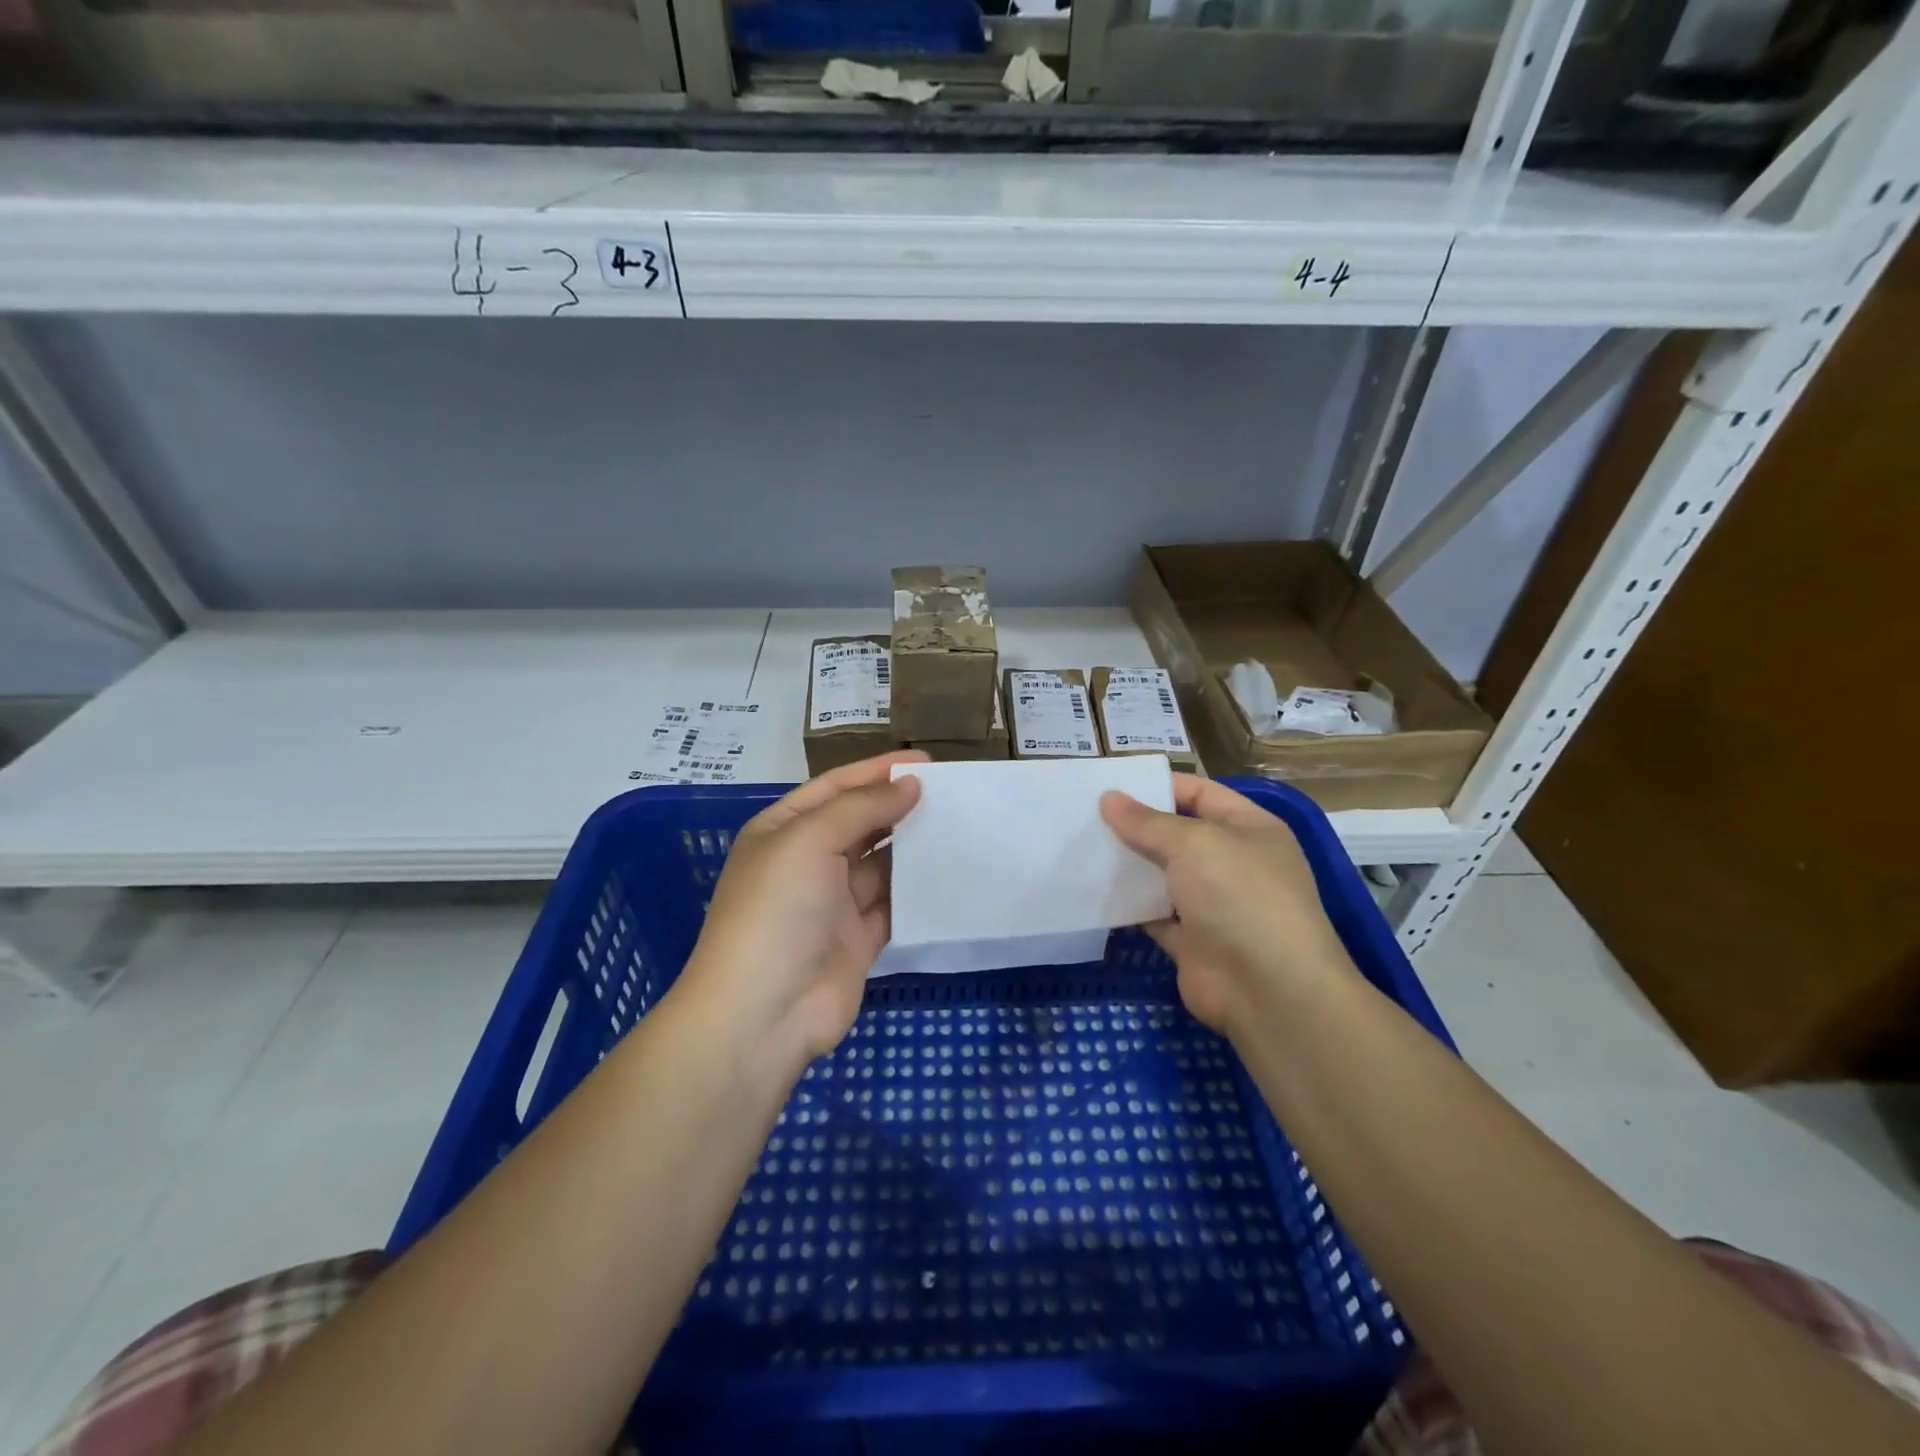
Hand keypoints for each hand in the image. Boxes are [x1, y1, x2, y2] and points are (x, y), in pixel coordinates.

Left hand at [680, 752, 925, 1070]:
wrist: (763, 1012)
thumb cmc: (778, 910)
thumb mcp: (810, 840)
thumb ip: (862, 808)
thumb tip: (910, 785)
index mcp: (783, 830)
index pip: (835, 788)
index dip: (877, 772)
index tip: (927, 763)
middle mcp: (806, 862)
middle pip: (860, 823)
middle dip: (899, 806)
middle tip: (951, 794)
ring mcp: (832, 903)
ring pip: (881, 864)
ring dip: (913, 846)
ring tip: (960, 825)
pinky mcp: (858, 939)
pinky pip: (894, 904)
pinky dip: (918, 889)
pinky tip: (951, 872)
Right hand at [1100, 774, 1353, 1036]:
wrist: (1267, 990)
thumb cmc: (1240, 897)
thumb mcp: (1194, 844)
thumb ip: (1147, 822)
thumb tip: (1109, 798)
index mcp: (1249, 828)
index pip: (1199, 793)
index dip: (1157, 785)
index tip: (1109, 784)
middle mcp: (1232, 862)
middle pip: (1176, 834)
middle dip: (1134, 825)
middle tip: (1083, 814)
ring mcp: (1212, 903)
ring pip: (1161, 874)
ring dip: (1126, 864)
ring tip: (1078, 846)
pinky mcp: (1191, 940)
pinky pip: (1151, 913)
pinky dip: (1126, 904)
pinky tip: (1090, 889)